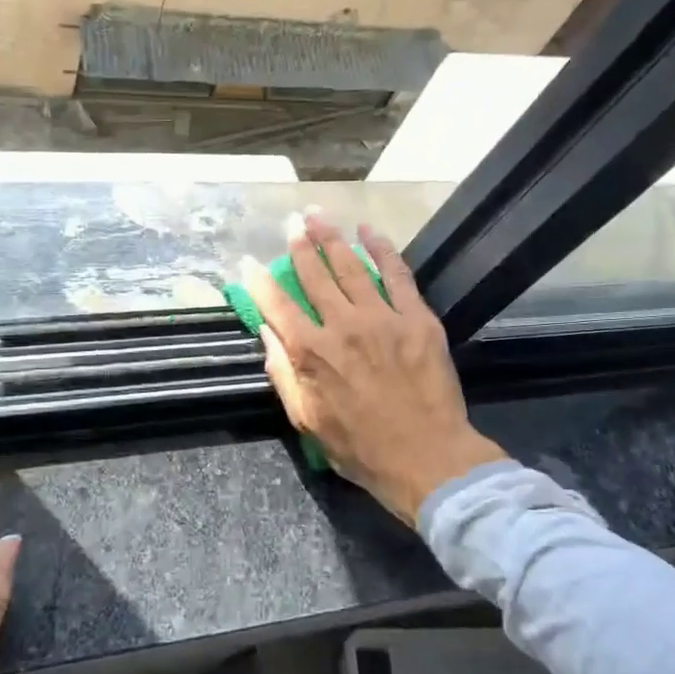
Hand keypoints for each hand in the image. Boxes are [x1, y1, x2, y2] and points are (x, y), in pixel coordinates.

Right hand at [244, 212, 505, 525]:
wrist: (427, 458)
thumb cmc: (360, 447)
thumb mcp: (306, 420)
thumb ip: (284, 373)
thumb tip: (267, 333)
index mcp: (310, 353)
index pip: (276, 305)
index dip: (258, 281)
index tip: (247, 262)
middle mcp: (341, 326)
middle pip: (314, 275)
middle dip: (299, 246)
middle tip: (291, 223)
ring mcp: (382, 318)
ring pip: (350, 268)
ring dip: (332, 238)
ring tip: (317, 215)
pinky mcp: (416, 318)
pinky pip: (396, 275)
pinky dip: (382, 250)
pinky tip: (369, 231)